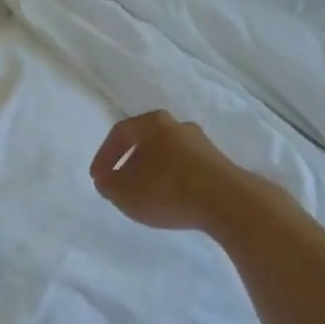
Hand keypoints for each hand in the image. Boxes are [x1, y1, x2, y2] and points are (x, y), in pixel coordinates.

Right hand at [89, 111, 254, 232]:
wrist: (226, 201)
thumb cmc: (167, 189)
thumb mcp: (124, 192)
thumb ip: (108, 184)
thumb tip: (107, 179)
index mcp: (152, 122)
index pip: (120, 133)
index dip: (104, 156)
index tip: (98, 178)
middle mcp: (178, 124)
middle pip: (145, 141)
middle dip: (129, 163)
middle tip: (120, 184)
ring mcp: (201, 142)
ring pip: (166, 154)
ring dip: (152, 172)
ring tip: (145, 195)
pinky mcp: (218, 162)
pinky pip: (185, 168)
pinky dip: (172, 180)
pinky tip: (170, 199)